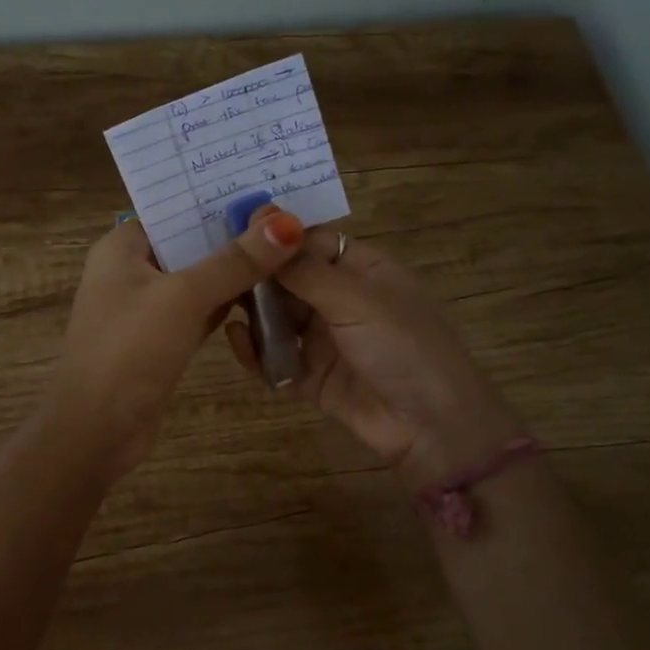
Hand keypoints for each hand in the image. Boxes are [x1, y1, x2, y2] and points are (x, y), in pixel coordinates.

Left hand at [51, 208, 305, 474]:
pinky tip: (268, 294)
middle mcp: (132, 270)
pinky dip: (228, 303)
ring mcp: (147, 307)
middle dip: (234, 233)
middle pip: (190, 242)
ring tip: (289, 248)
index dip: (217, 198)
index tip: (267, 187)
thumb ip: (235, 261)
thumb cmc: (129, 350)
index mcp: (122, 246)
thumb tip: (287, 223)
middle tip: (290, 216)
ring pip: (199, 277)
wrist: (97, 431)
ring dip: (235, 270)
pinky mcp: (163, 339)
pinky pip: (201, 310)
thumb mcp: (183, 297)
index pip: (174, 208)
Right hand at [226, 230, 520, 487]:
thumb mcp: (356, 299)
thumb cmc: (403, 346)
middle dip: (257, 277)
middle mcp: (343, 300)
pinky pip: (276, 358)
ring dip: (253, 314)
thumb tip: (265, 223)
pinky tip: (236, 340)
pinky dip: (256, 351)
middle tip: (217, 273)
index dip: (277, 238)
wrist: (432, 427)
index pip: (312, 243)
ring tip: (221, 305)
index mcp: (364, 270)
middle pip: (290, 280)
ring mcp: (327, 340)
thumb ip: (305, 270)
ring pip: (278, 318)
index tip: (235, 236)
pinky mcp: (313, 377)